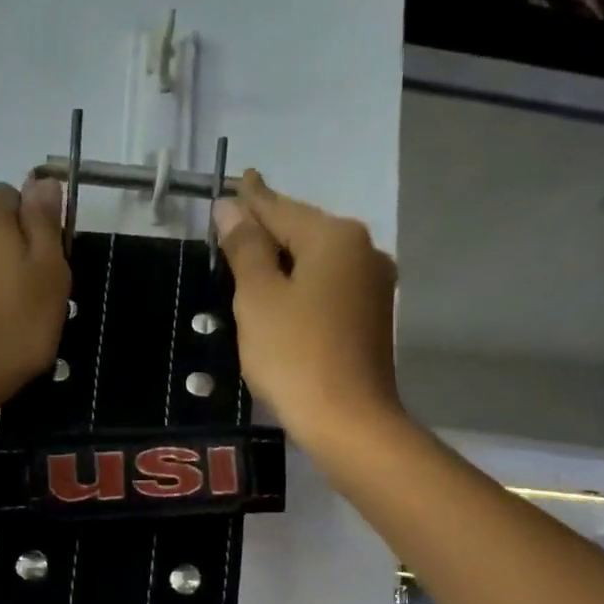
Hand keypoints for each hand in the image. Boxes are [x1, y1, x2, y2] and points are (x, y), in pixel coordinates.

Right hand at [212, 171, 400, 448]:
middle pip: (303, 231)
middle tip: (233, 226)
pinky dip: (301, 285)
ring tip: (249, 260)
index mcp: (335, 236)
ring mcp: (373, 285)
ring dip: (284, 260)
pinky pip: (328, 287)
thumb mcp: (258, 298)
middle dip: (267, 230)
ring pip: (317, 261)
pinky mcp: (372, 317)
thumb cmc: (294, 355)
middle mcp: (363, 250)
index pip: (280, 209)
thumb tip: (231, 208)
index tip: (234, 181)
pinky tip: (280, 297)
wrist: (348, 421)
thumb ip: (245, 248)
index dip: (251, 198)